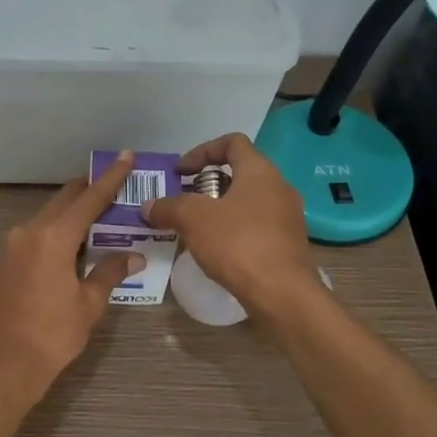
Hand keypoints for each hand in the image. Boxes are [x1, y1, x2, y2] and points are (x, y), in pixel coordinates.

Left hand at [0, 152, 143, 400]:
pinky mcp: (5, 261)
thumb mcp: (88, 304)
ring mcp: (12, 245)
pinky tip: (75, 243)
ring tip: (101, 215)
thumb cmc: (51, 335)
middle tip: (117, 186)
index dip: (110, 178)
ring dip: (73, 213)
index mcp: (53, 237)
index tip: (125, 157)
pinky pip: (36, 234)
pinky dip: (58, 231)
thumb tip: (132, 256)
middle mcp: (29, 232)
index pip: (88, 199)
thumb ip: (109, 272)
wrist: (2, 365)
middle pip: (64, 201)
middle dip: (90, 191)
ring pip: (48, 216)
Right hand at [142, 134, 316, 317]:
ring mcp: (287, 217)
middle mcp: (278, 188)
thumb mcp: (193, 220)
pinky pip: (255, 226)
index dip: (202, 151)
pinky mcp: (287, 244)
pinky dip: (233, 231)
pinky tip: (216, 251)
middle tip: (184, 203)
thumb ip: (168, 207)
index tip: (180, 172)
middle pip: (239, 173)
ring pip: (247, 202)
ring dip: (219, 210)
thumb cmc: (238, 244)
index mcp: (260, 172)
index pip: (232, 143)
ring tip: (195, 229)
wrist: (282, 294)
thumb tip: (149, 206)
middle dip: (207, 185)